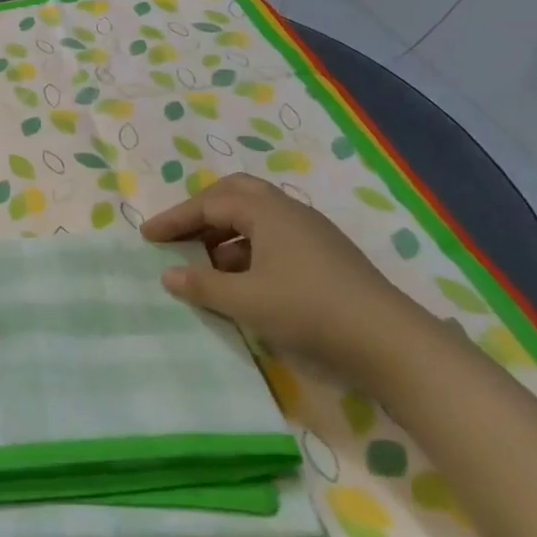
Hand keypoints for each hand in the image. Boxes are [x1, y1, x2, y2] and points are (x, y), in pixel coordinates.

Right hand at [142, 173, 427, 378]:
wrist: (390, 341)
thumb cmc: (309, 310)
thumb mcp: (246, 301)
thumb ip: (202, 286)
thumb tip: (168, 275)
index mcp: (266, 211)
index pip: (209, 204)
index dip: (174, 219)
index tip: (146, 235)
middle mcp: (288, 211)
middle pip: (235, 195)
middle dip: (201, 212)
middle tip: (177, 234)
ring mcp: (310, 232)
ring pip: (255, 217)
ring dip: (224, 233)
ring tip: (204, 264)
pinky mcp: (324, 255)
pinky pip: (272, 237)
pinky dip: (246, 250)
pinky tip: (242, 280)